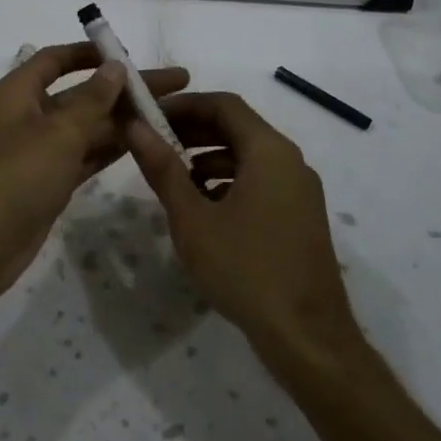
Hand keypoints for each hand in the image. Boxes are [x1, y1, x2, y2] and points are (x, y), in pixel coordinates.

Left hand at [0, 43, 189, 301]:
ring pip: (88, 126)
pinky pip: (85, 155)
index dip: (91, 52)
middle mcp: (29, 115)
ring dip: (125, 120)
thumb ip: (91, 100)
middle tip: (176, 84)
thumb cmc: (16, 178)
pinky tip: (146, 144)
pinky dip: (111, 148)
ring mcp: (40, 151)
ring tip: (172, 114)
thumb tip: (115, 67)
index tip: (129, 54)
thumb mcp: (58, 134)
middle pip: (82, 93)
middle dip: (125, 89)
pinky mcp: (49, 181)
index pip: (56, 59)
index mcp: (20, 93)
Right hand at [125, 92, 359, 355]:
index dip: (184, 104)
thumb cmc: (245, 269)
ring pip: (248, 156)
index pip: (224, 104)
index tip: (149, 115)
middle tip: (153, 143)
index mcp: (269, 151)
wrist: (306, 336)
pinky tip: (204, 209)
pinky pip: (261, 181)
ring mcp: (299, 190)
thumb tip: (134, 127)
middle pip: (238, 127)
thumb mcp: (192, 218)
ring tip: (173, 178)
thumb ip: (163, 168)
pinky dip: (229, 181)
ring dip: (209, 157)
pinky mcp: (300, 216)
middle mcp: (290, 161)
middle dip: (193, 130)